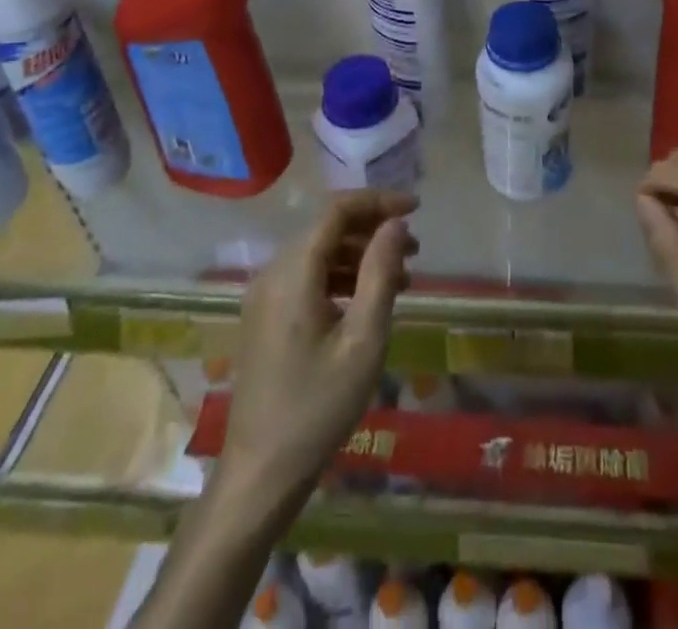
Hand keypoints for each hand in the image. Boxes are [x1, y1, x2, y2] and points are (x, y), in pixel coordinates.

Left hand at [220, 191, 417, 501]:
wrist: (260, 475)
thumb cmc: (318, 407)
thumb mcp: (363, 339)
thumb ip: (381, 272)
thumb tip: (396, 223)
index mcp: (293, 272)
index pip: (338, 210)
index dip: (379, 202)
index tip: (417, 207)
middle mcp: (273, 273)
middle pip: (329, 229)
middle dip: (374, 230)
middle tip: (416, 249)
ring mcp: (265, 296)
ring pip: (320, 253)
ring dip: (362, 255)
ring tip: (403, 277)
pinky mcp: (266, 317)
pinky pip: (308, 278)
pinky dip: (343, 277)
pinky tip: (370, 300)